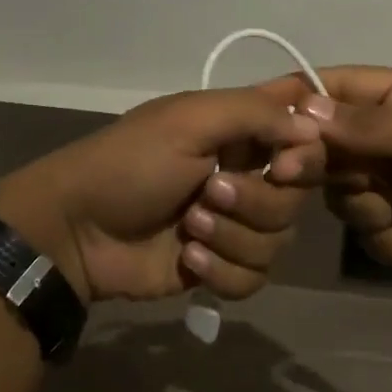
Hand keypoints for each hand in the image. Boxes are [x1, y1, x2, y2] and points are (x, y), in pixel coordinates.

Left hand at [0, 79, 324, 303]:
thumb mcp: (189, 120)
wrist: (77, 232)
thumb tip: (314, 128)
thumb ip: (256, 112)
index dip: (308, 153)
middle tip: (208, 194)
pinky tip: (188, 259)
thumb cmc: (130, 164)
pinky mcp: (222, 267)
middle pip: (296, 196)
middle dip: (255, 201)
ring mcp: (235, 225)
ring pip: (279, 241)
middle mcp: (246, 174)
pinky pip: (256, 278)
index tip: (285, 165)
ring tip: (187, 229)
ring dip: (232, 237)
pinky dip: (223, 271)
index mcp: (240, 132)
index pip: (304, 135)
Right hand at [300, 67, 391, 287]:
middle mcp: (389, 135)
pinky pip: (368, 231)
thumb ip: (369, 126)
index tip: (259, 123)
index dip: (294, 101)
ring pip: (344, 195)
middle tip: (327, 180)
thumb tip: (304, 110)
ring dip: (375, 209)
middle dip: (335, 170)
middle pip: (328, 148)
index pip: (332, 88)